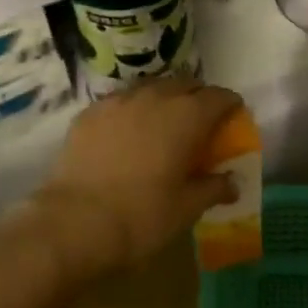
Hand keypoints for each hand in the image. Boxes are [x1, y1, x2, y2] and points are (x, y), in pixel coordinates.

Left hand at [31, 76, 241, 282]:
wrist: (74, 223)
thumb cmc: (142, 216)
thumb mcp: (186, 208)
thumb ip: (213, 188)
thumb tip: (232, 182)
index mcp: (186, 117)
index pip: (219, 97)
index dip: (230, 105)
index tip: (233, 118)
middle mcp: (154, 98)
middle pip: (185, 84)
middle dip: (197, 97)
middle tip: (200, 122)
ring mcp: (118, 102)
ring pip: (150, 88)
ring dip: (163, 99)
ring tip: (163, 122)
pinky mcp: (89, 113)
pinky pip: (119, 102)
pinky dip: (131, 111)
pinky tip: (127, 133)